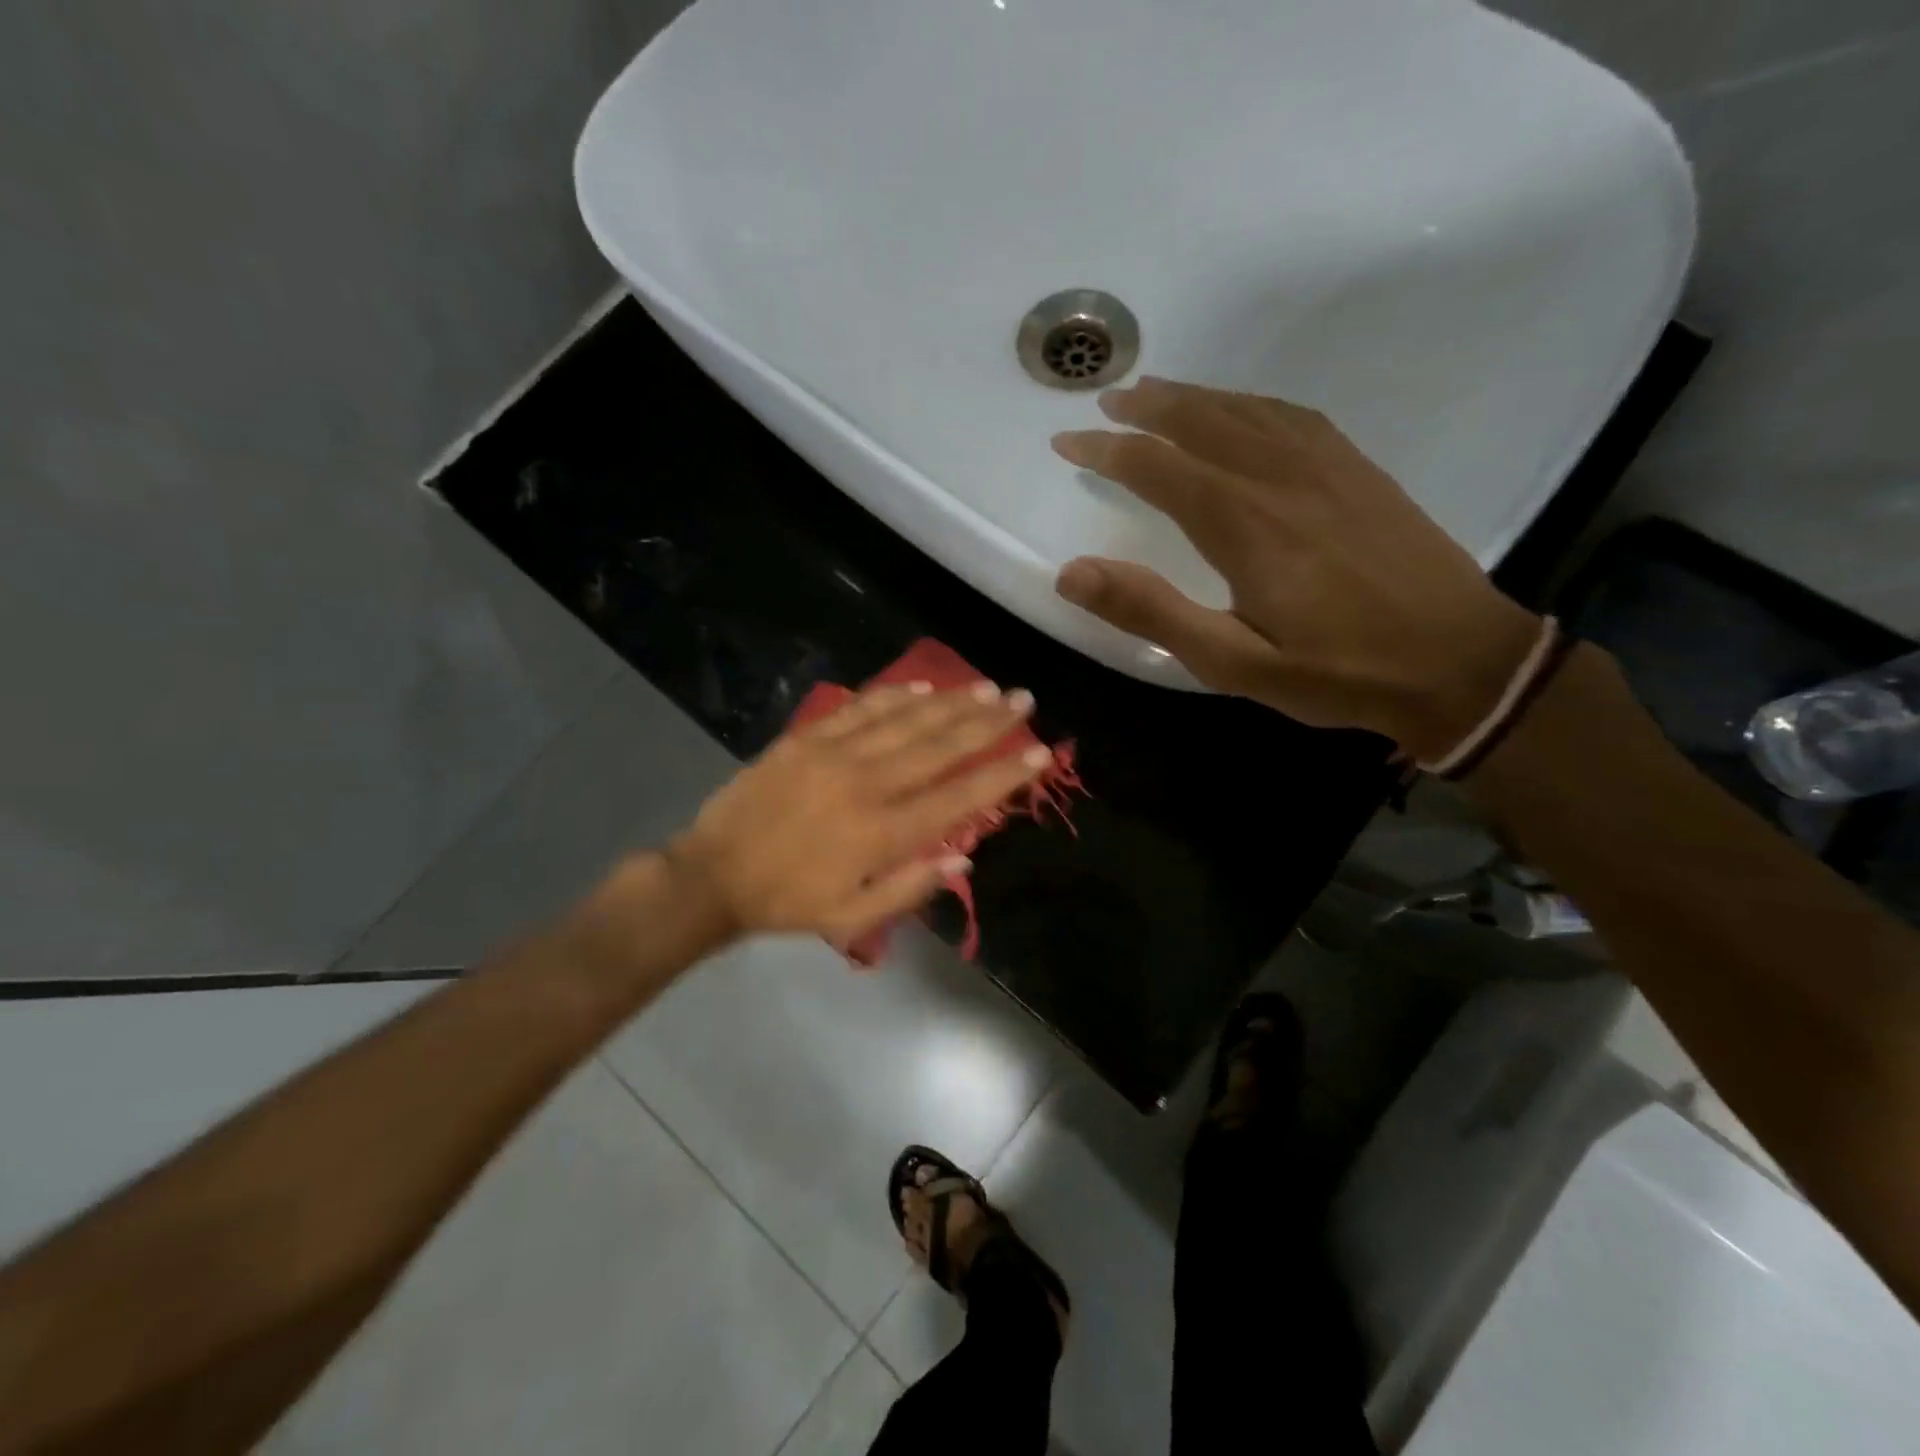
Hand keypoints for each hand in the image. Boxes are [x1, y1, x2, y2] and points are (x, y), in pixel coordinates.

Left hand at [666, 682, 1048, 948]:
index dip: (1003, 775)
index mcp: (882, 833)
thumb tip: (965, 857)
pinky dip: (895, 695)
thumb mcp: (853, 917)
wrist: (714, 874)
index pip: (959, 798)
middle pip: (940, 746)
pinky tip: (922, 687)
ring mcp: (835, 754)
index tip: (1039, 753)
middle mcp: (867, 785)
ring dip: (950, 701)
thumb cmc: (788, 902)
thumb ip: (911, 888)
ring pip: (906, 719)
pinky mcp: (807, 738)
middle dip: (988, 721)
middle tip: (1024, 699)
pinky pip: (860, 708)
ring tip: (987, 687)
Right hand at [1051, 377, 1540, 761]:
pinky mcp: (1360, 471)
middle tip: (1107, 401)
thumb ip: (1152, 612)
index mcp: (1243, 522)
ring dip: (1195, 397)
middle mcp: (1280, 477)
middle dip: (1146, 408)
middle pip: (1201, 422)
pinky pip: (1293, 416)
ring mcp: (1327, 467)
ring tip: (1158, 391)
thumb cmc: (1337, 672)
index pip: (1157, 467)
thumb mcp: (1231, 661)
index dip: (1106, 451)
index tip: (1067, 441)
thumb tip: (1071, 573)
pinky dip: (1251, 403)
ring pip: (1247, 411)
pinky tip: (1242, 410)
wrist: (1460, 662)